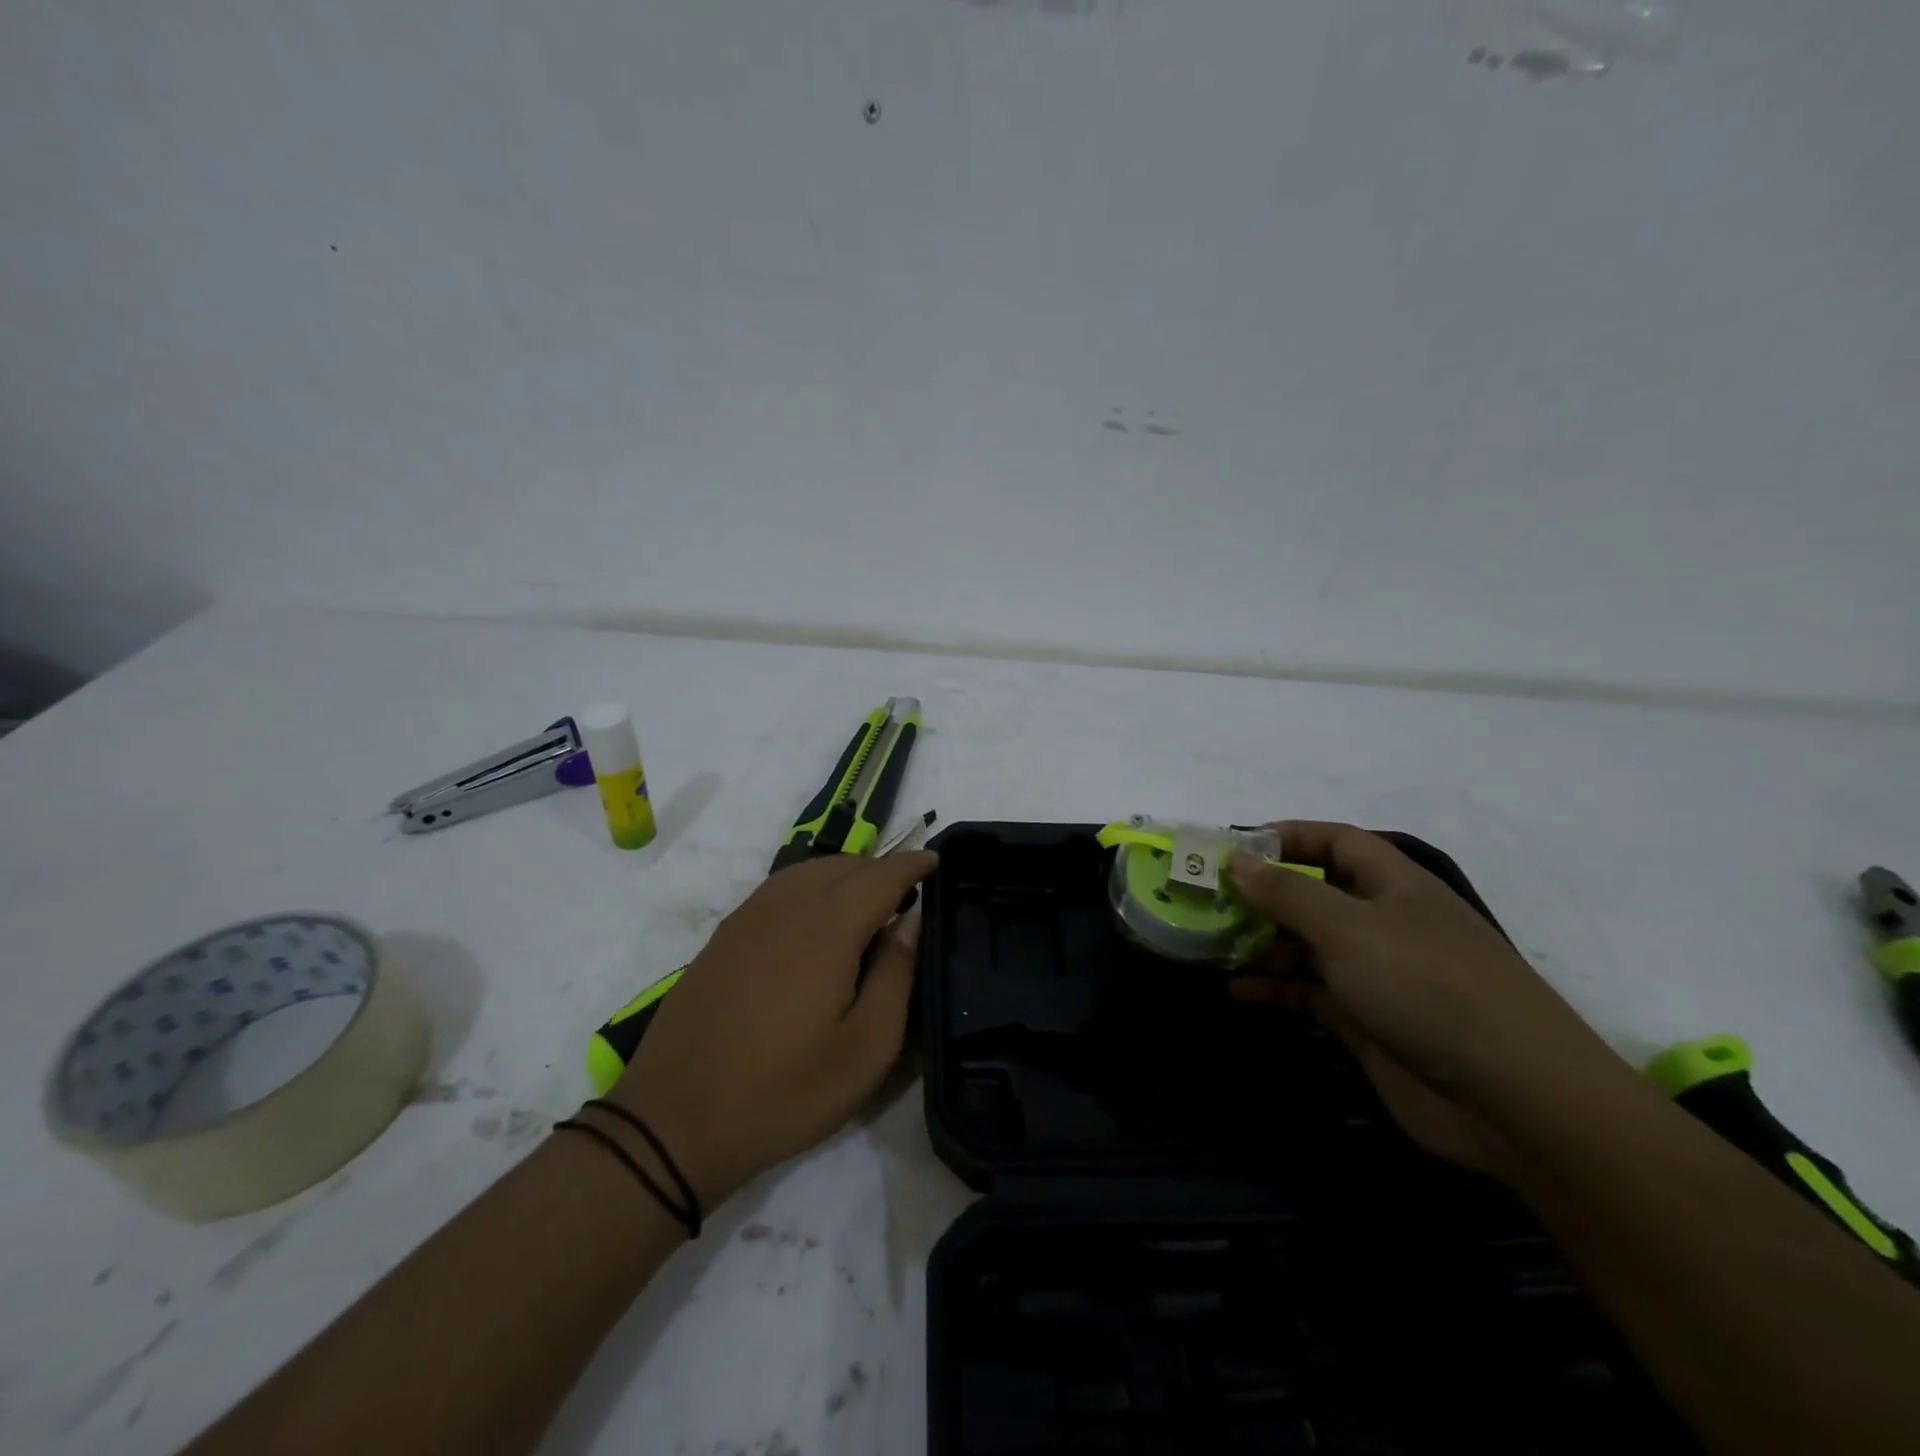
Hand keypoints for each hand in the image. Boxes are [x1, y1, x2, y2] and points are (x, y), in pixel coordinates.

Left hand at [608, 851, 936, 1207]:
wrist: (674, 1121)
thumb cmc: (784, 1090)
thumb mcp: (865, 1048)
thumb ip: (896, 974)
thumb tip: (909, 922)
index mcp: (827, 926)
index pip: (882, 874)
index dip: (913, 863)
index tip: (937, 860)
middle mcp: (787, 905)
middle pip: (846, 865)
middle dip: (882, 870)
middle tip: (907, 898)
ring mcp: (749, 916)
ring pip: (810, 871)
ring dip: (846, 876)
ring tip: (867, 908)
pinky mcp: (725, 934)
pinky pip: (780, 888)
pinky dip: (811, 887)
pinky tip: (816, 922)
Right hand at [1227, 822, 1621, 1173]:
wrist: (1514, 1099)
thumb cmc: (1427, 986)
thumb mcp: (1348, 928)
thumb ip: (1286, 893)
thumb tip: (1237, 859)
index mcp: (1395, 886)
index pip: (1336, 842)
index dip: (1289, 836)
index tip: (1236, 847)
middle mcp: (1386, 923)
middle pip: (1315, 895)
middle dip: (1263, 896)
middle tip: (1207, 901)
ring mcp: (1378, 975)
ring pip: (1307, 947)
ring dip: (1262, 945)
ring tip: (1211, 946)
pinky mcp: (1370, 1023)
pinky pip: (1311, 994)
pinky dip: (1276, 989)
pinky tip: (1238, 991)